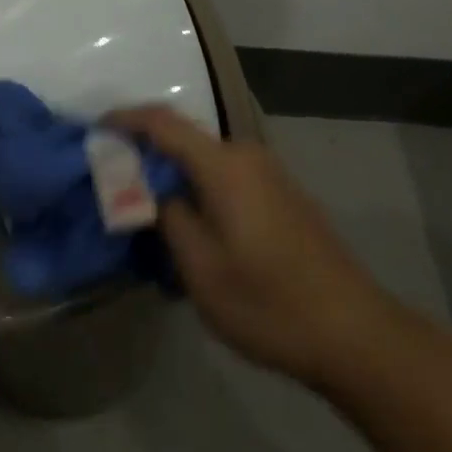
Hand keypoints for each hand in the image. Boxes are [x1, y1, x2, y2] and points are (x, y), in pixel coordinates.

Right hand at [108, 105, 388, 384]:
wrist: (355, 332)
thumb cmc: (269, 302)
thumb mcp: (201, 268)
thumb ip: (167, 216)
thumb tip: (150, 187)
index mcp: (223, 164)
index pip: (162, 122)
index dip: (125, 119)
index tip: (95, 129)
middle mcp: (246, 155)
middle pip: (184, 140)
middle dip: (148, 156)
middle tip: (117, 185)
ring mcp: (269, 173)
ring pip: (206, 162)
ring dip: (176, 178)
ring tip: (152, 217)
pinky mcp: (282, 194)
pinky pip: (227, 178)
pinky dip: (201, 190)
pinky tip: (195, 231)